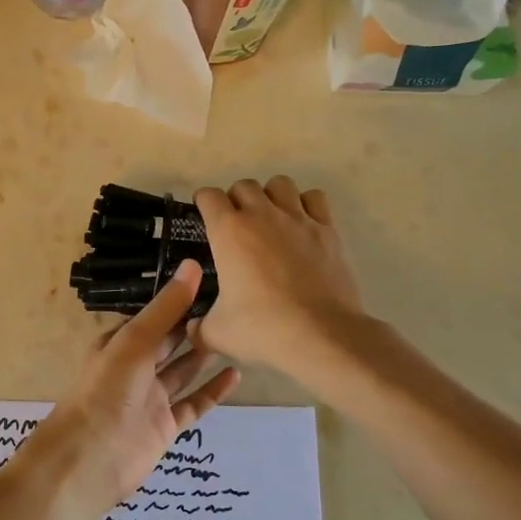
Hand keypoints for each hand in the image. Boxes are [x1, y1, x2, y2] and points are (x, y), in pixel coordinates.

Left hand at [38, 260, 239, 516]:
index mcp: (120, 342)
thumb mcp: (135, 341)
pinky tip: (235, 375)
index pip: (154, 315)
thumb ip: (166, 307)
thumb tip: (194, 265)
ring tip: (237, 334)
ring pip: (182, 370)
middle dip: (194, 324)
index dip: (179, 299)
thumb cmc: (107, 390)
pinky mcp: (165, 426)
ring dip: (204, 354)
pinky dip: (212, 390)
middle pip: (169, 341)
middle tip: (233, 305)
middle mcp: (135, 367)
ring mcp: (151, 398)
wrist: (90, 458)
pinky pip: (193, 403)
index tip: (213, 281)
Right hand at [193, 176, 364, 371]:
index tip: (203, 217)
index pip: (208, 196)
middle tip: (236, 225)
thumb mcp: (217, 333)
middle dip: (236, 199)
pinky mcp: (327, 230)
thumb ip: (199, 327)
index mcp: (229, 231)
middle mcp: (262, 215)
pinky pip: (314, 199)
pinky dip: (305, 204)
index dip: (203, 203)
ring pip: (280, 184)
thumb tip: (193, 328)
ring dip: (270, 196)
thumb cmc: (262, 328)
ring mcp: (298, 219)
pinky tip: (302, 225)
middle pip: (244, 185)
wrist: (321, 335)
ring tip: (270, 219)